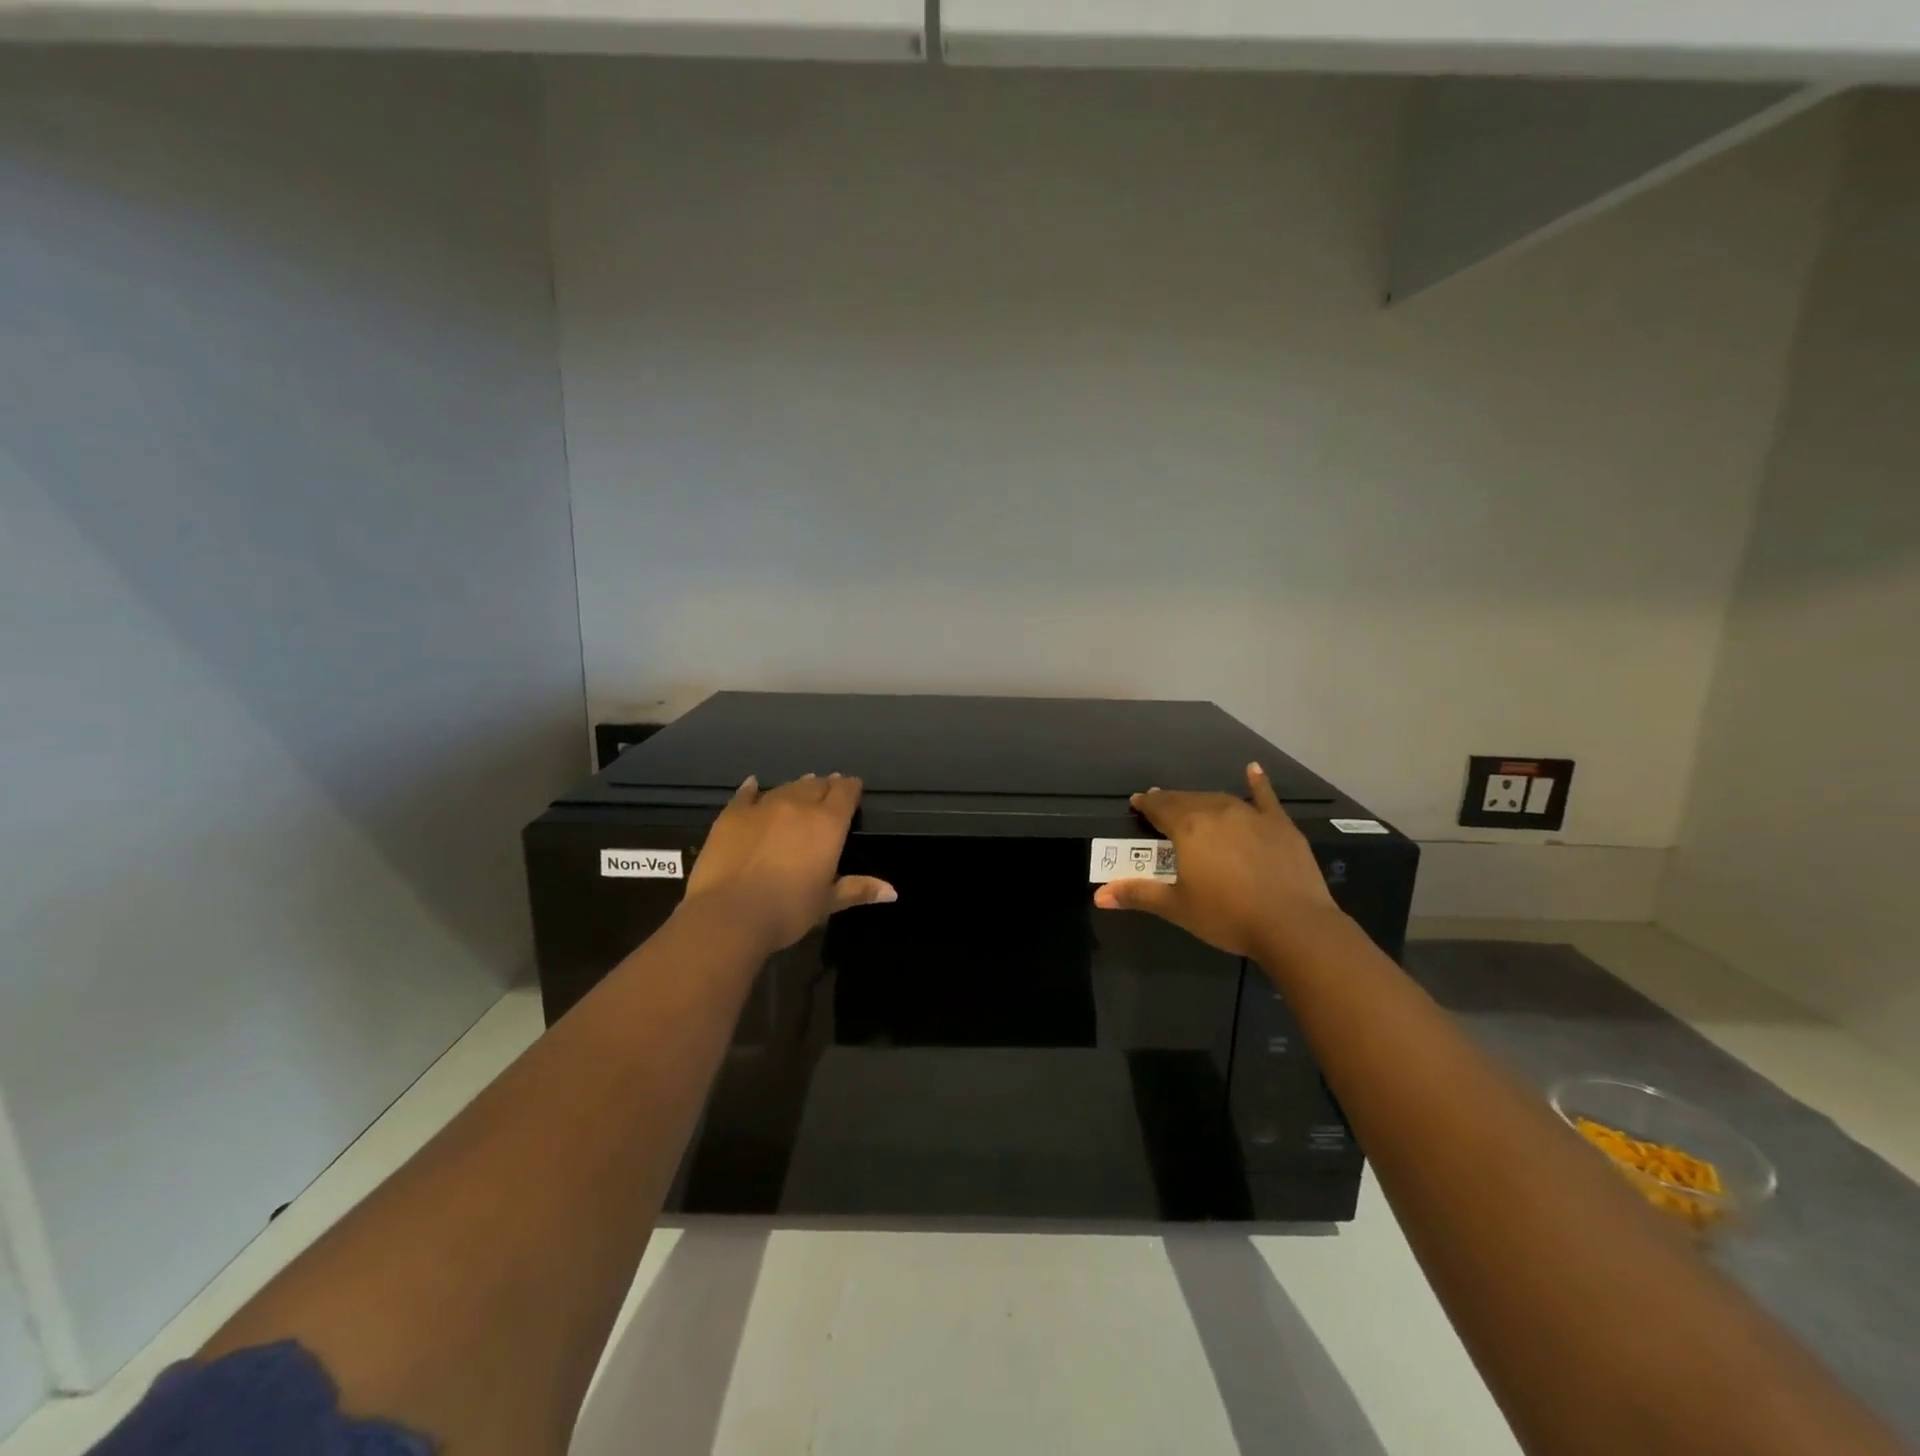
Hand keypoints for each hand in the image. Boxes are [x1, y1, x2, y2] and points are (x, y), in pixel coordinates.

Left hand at [681, 773, 894, 954]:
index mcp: (827, 823)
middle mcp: (798, 805)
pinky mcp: (732, 815)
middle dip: (826, 786)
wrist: (730, 914)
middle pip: (817, 786)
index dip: (851, 788)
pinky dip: (753, 789)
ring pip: (786, 787)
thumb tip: (892, 892)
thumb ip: (858, 889)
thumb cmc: (788, 910)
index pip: (845, 792)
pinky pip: (746, 794)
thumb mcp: (827, 902)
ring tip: (803, 786)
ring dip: (797, 787)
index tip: (854, 789)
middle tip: (829, 790)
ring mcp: (763, 807)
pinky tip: (754, 784)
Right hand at [1093, 762, 1337, 959]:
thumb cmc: (1226, 916)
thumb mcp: (1177, 907)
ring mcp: (1250, 815)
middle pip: (1186, 800)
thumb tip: (1099, 895)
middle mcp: (1216, 811)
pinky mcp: (1279, 825)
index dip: (1146, 805)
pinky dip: (1258, 783)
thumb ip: (1138, 894)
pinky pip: (1265, 797)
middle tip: (1160, 806)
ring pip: (1218, 799)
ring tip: (1192, 803)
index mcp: (1187, 827)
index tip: (1137, 804)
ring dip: (1201, 800)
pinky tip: (1254, 770)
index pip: (1159, 807)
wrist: (1292, 925)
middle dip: (1170, 802)